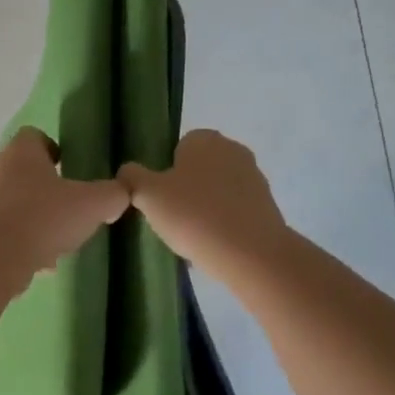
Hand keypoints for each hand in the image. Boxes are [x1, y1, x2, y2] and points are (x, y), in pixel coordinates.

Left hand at [0, 128, 129, 288]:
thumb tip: (120, 194)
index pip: (34, 136)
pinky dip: (19, 244)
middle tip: (69, 209)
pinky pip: (1, 233)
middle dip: (46, 190)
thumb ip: (112, 195)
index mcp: (21, 153)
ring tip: (57, 243)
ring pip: (12, 205)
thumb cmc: (43, 218)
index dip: (53, 149)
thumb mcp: (92, 204)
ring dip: (33, 220)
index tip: (69, 168)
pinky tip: (38, 264)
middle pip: (22, 172)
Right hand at [117, 129, 291, 286]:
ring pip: (217, 191)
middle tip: (172, 218)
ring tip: (192, 237)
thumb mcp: (148, 195)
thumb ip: (132, 177)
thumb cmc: (194, 216)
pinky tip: (213, 245)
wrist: (250, 254)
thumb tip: (127, 172)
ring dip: (205, 208)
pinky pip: (234, 211)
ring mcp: (255, 178)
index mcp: (205, 139)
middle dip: (185, 190)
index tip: (160, 199)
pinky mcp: (268, 206)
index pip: (177, 148)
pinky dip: (223, 223)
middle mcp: (234, 150)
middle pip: (198, 169)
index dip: (165, 173)